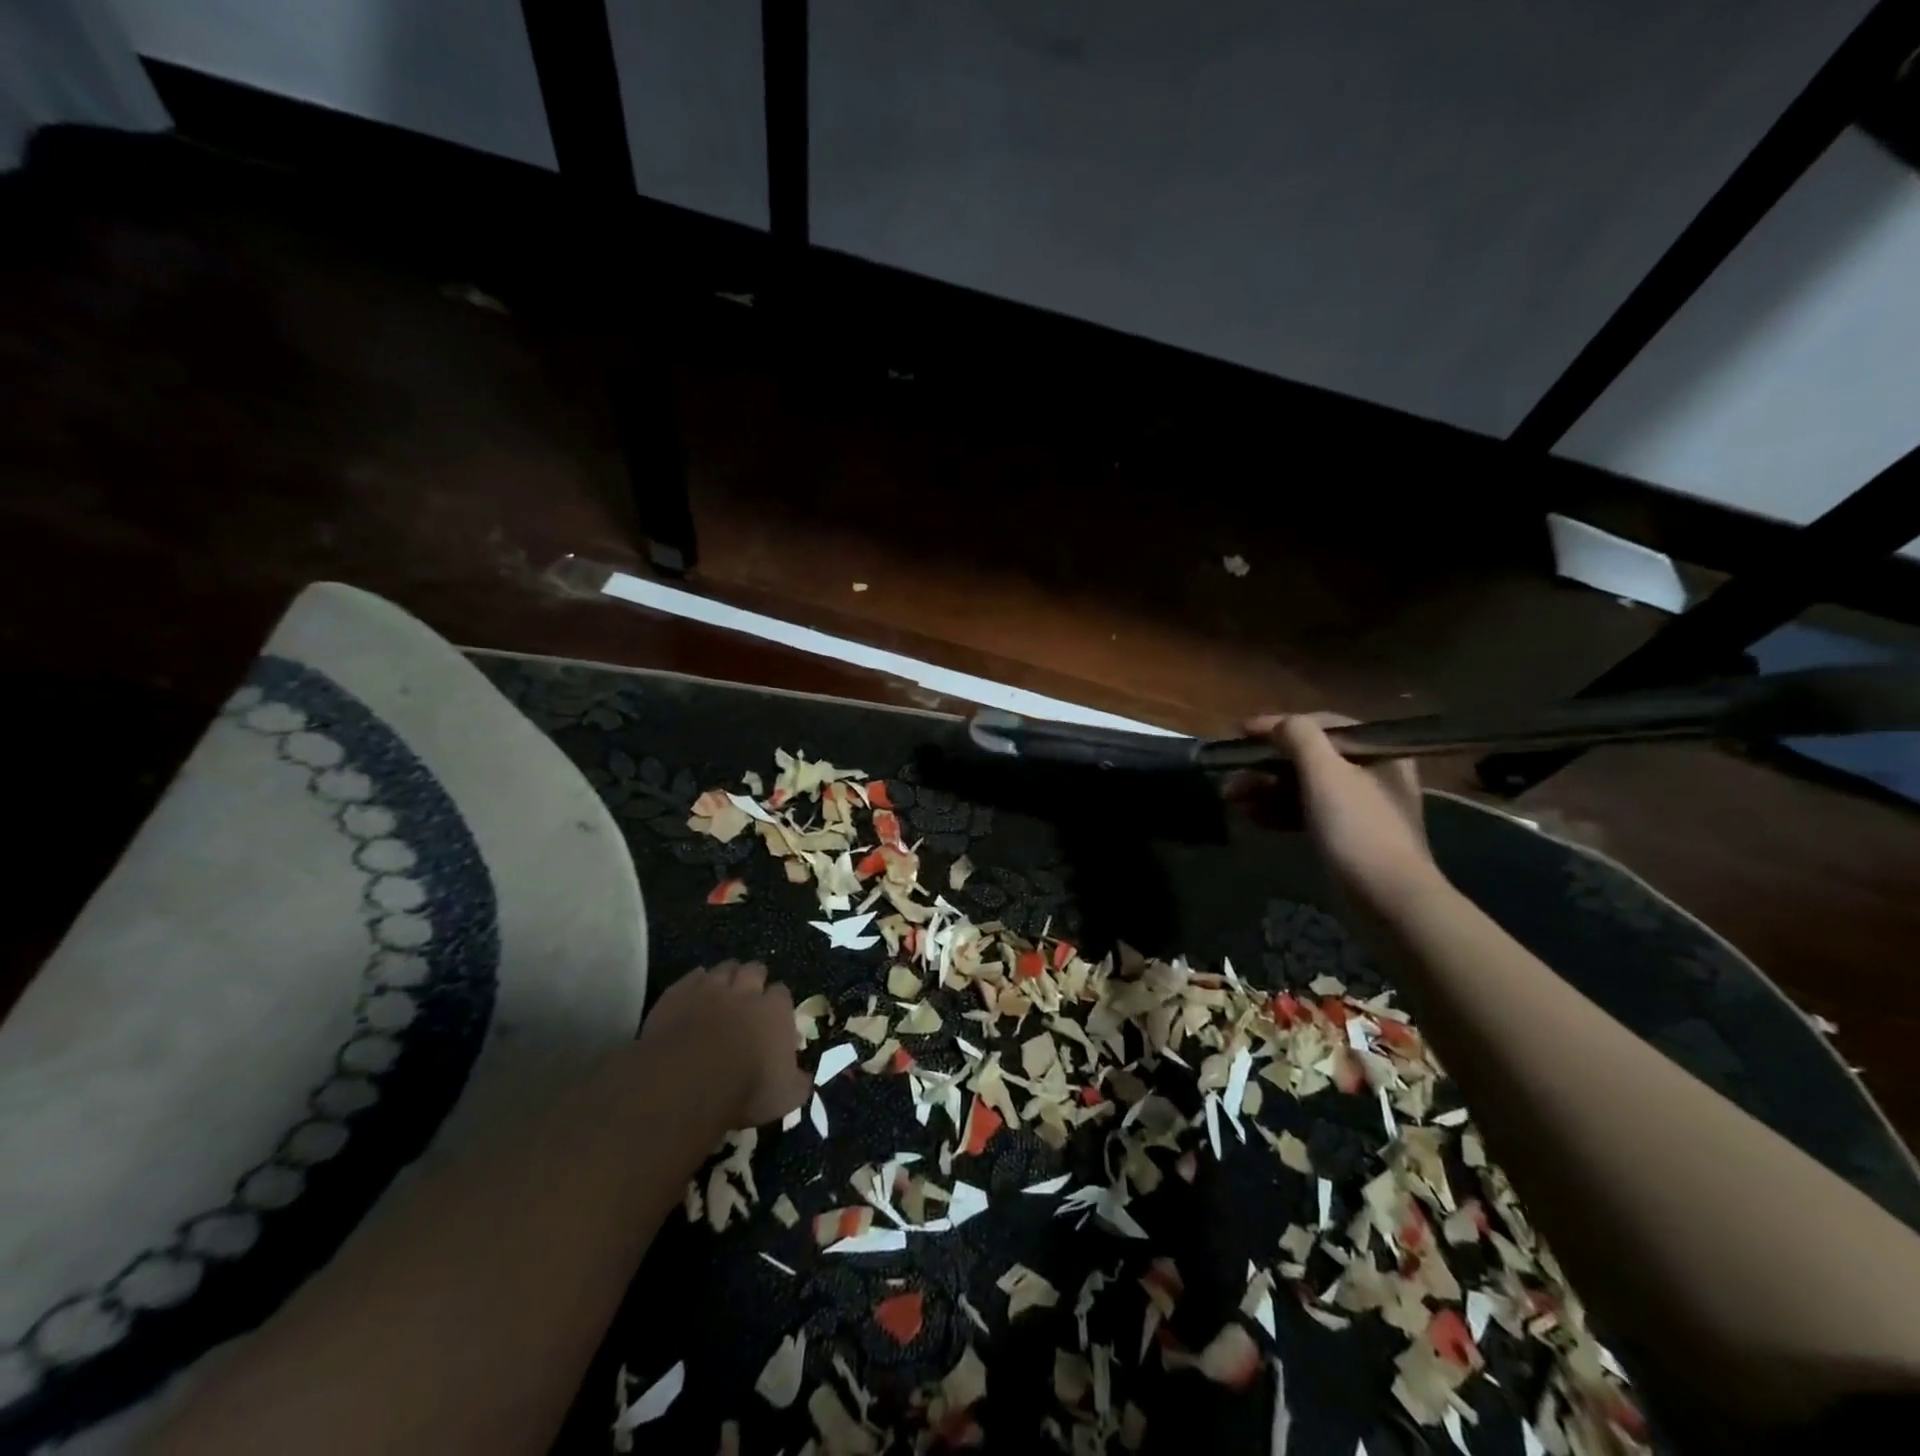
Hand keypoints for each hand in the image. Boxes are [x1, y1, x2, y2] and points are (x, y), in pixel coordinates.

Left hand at [636, 961, 810, 1127]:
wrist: (685, 1086)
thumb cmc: (744, 1092)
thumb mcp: (786, 1098)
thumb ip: (798, 1082)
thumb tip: (802, 1077)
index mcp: (775, 1011)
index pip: (782, 993)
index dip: (778, 1003)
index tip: (774, 1017)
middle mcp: (745, 992)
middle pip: (755, 970)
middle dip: (754, 980)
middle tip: (748, 999)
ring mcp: (709, 989)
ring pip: (724, 968)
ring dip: (726, 978)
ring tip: (721, 994)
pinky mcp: (678, 995)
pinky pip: (692, 978)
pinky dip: (695, 984)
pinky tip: (693, 997)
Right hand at [1229, 713, 1443, 915]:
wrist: (1387, 901)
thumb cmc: (1358, 829)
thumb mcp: (1326, 774)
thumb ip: (1300, 737)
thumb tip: (1276, 723)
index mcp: (1378, 752)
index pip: (1323, 725)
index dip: (1279, 725)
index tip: (1242, 733)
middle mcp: (1371, 774)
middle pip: (1309, 757)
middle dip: (1265, 765)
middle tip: (1231, 774)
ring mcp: (1357, 808)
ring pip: (1302, 787)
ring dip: (1264, 789)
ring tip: (1230, 798)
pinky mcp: (1343, 836)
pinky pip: (1304, 813)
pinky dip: (1277, 811)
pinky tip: (1250, 817)